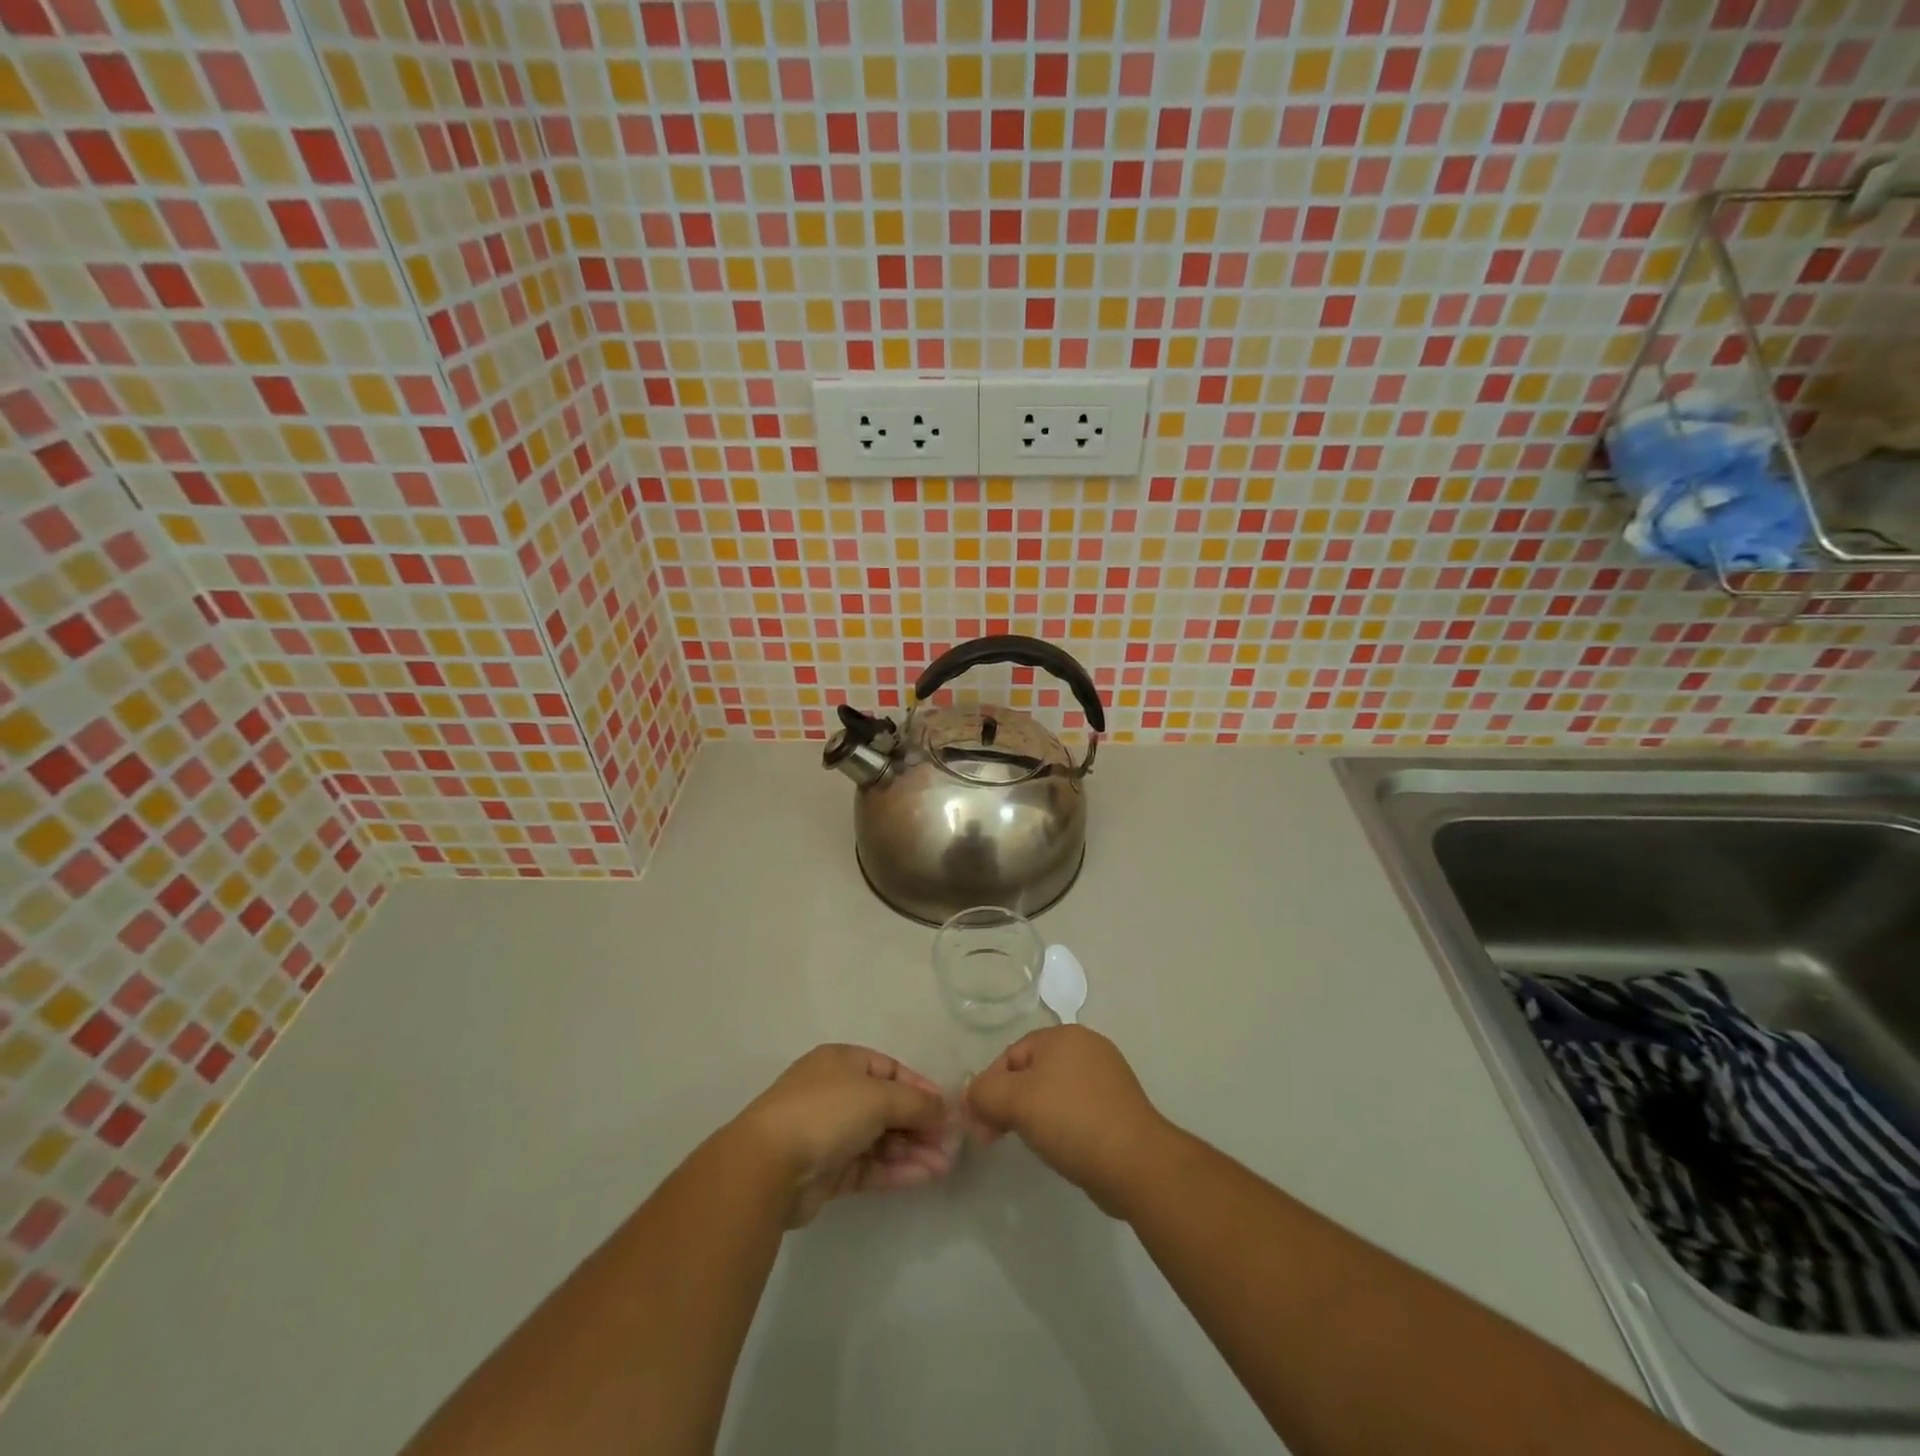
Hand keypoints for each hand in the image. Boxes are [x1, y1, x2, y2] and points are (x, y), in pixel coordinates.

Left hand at [732, 1044, 960, 1226]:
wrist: (768, 1166)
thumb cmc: (826, 1112)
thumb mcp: (879, 1097)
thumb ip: (917, 1104)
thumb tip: (947, 1109)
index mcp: (842, 1062)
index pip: (891, 1070)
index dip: (921, 1088)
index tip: (949, 1109)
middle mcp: (836, 1093)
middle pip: (888, 1106)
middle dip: (921, 1124)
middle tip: (953, 1145)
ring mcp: (831, 1133)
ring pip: (881, 1138)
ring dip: (914, 1149)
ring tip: (946, 1166)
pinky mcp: (828, 1170)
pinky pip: (871, 1164)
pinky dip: (897, 1169)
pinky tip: (925, 1176)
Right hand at [965, 1026, 1171, 1215]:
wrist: (1135, 1162)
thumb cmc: (1071, 1120)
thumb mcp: (1016, 1101)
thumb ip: (985, 1093)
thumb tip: (972, 1096)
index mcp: (1063, 1035)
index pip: (1010, 1055)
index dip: (989, 1088)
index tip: (979, 1125)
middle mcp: (1087, 1047)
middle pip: (1031, 1071)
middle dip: (1008, 1102)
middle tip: (995, 1137)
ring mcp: (1107, 1077)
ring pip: (1053, 1091)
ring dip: (1033, 1115)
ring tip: (1028, 1144)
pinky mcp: (1118, 1107)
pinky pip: (1076, 1109)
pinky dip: (1061, 1125)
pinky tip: (1059, 1147)